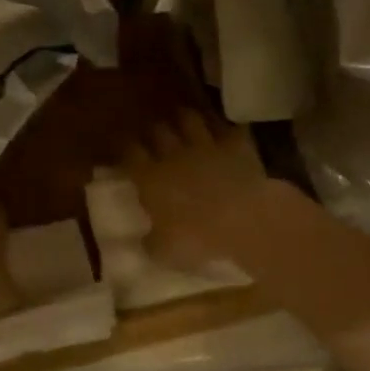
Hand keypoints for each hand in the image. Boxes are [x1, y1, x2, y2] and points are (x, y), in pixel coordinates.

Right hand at [120, 110, 279, 271]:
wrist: (245, 220)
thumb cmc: (197, 237)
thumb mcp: (164, 251)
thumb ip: (151, 243)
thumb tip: (144, 241)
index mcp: (150, 177)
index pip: (130, 153)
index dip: (125, 149)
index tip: (124, 151)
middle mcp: (174, 154)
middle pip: (158, 131)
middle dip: (154, 131)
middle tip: (154, 136)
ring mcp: (206, 145)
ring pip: (190, 119)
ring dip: (185, 119)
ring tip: (184, 122)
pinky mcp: (236, 145)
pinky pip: (228, 128)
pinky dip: (225, 127)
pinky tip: (225, 130)